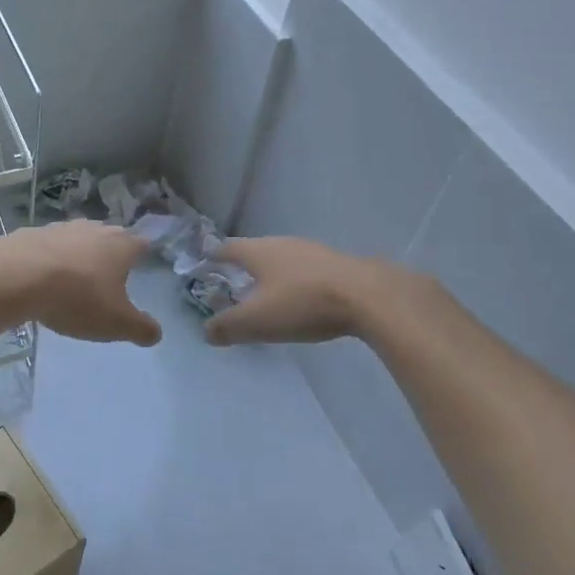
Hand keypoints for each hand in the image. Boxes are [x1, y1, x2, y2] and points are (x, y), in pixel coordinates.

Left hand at [0, 220, 162, 346]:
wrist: (17, 276)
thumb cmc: (76, 298)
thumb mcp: (115, 323)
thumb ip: (141, 329)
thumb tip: (156, 333)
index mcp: (121, 246)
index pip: (142, 244)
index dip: (143, 255)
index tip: (141, 266)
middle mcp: (96, 229)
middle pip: (111, 238)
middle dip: (111, 254)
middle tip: (109, 276)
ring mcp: (63, 227)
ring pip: (80, 239)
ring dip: (80, 255)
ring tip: (75, 278)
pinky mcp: (34, 232)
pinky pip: (51, 246)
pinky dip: (52, 259)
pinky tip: (43, 277)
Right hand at [204, 236, 385, 345]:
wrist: (368, 296)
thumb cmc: (303, 304)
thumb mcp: (258, 321)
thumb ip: (227, 326)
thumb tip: (206, 331)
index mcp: (258, 251)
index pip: (227, 248)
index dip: (214, 256)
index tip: (206, 264)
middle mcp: (282, 243)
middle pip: (255, 250)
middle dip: (243, 265)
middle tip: (234, 281)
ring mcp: (311, 250)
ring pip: (282, 258)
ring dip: (271, 272)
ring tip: (267, 291)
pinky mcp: (335, 263)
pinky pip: (305, 269)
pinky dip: (296, 280)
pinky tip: (302, 297)